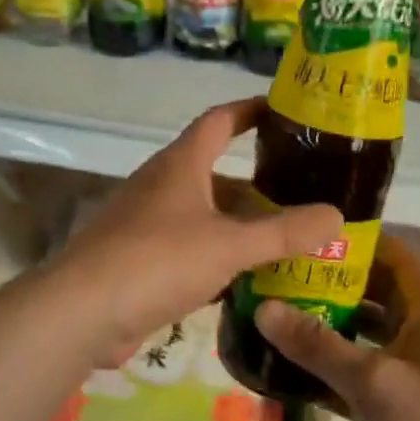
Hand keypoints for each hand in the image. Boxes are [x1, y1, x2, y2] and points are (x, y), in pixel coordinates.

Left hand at [50, 98, 341, 364]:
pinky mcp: (142, 260)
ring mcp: (148, 223)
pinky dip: (220, 257)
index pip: (219, 120)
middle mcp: (163, 185)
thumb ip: (284, 232)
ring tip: (289, 238)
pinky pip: (191, 248)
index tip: (286, 110)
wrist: (83, 311)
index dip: (251, 109)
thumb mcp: (228, 244)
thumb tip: (336, 215)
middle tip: (305, 191)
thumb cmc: (157, 259)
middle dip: (259, 181)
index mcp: (181, 164)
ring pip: (206, 214)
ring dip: (241, 224)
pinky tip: (250, 279)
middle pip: (217, 172)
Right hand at [255, 257, 419, 420]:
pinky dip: (329, 369)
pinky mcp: (399, 407)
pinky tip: (288, 369)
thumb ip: (316, 343)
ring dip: (325, 327)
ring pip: (363, 335)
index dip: (356, 241)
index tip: (308, 236)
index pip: (395, 255)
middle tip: (280, 277)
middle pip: (374, 293)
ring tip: (275, 316)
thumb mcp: (371, 380)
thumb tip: (262, 308)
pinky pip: (358, 375)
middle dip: (330, 285)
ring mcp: (413, 372)